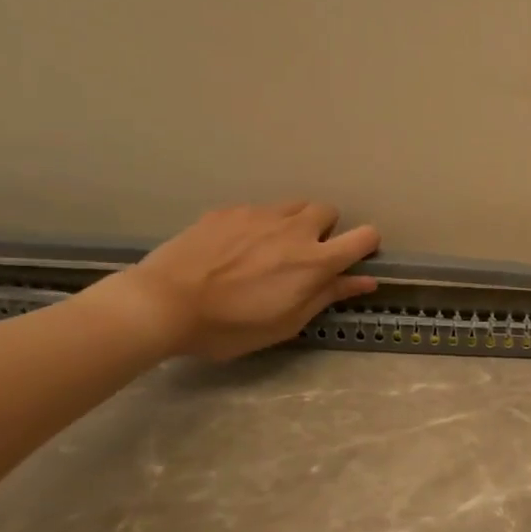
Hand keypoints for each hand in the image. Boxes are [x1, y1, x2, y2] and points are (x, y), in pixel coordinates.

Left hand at [96, 202, 380, 360]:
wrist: (163, 303)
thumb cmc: (231, 326)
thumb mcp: (287, 322)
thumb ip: (328, 296)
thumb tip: (366, 281)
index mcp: (315, 261)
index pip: (364, 236)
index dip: (367, 245)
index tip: (355, 259)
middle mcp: (294, 230)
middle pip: (328, 210)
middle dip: (326, 229)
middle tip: (305, 255)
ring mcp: (259, 215)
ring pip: (293, 205)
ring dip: (294, 222)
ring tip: (271, 248)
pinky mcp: (228, 211)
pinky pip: (257, 210)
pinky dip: (258, 225)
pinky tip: (235, 248)